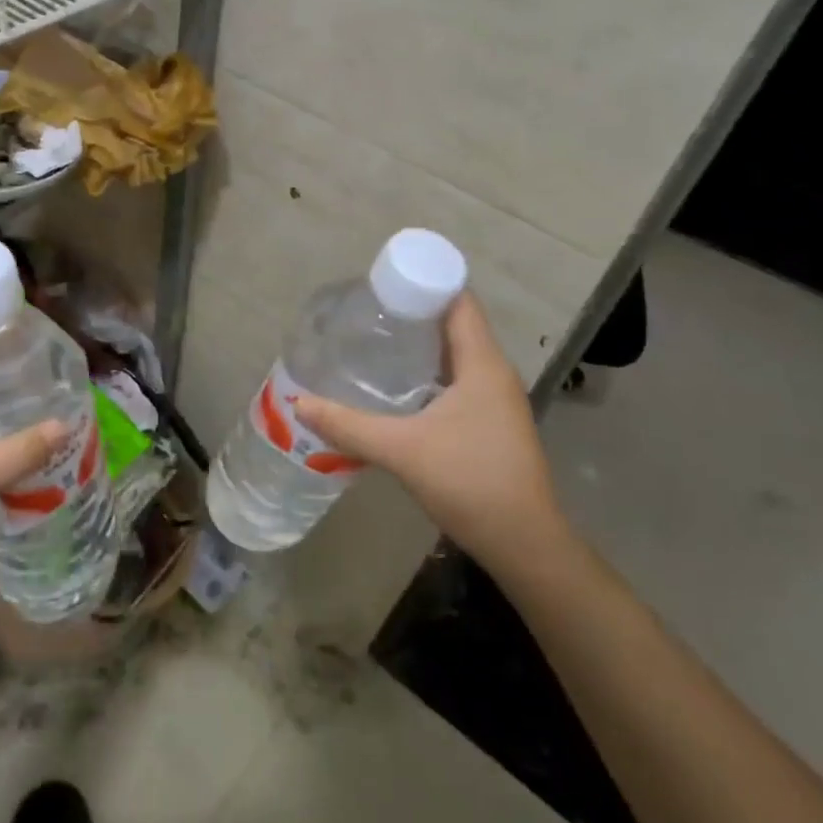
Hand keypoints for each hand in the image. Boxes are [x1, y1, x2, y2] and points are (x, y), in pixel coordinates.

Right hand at [294, 292, 564, 573]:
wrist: (523, 542)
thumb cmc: (469, 481)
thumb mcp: (402, 450)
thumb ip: (349, 425)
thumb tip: (299, 402)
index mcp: (482, 364)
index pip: (459, 301)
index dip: (426, 282)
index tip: (385, 280)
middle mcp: (493, 373)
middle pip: (456, 324)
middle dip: (414, 312)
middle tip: (368, 310)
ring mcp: (496, 400)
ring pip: (456, 354)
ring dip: (421, 343)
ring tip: (376, 340)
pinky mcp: (491, 422)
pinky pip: (458, 380)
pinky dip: (429, 372)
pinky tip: (397, 386)